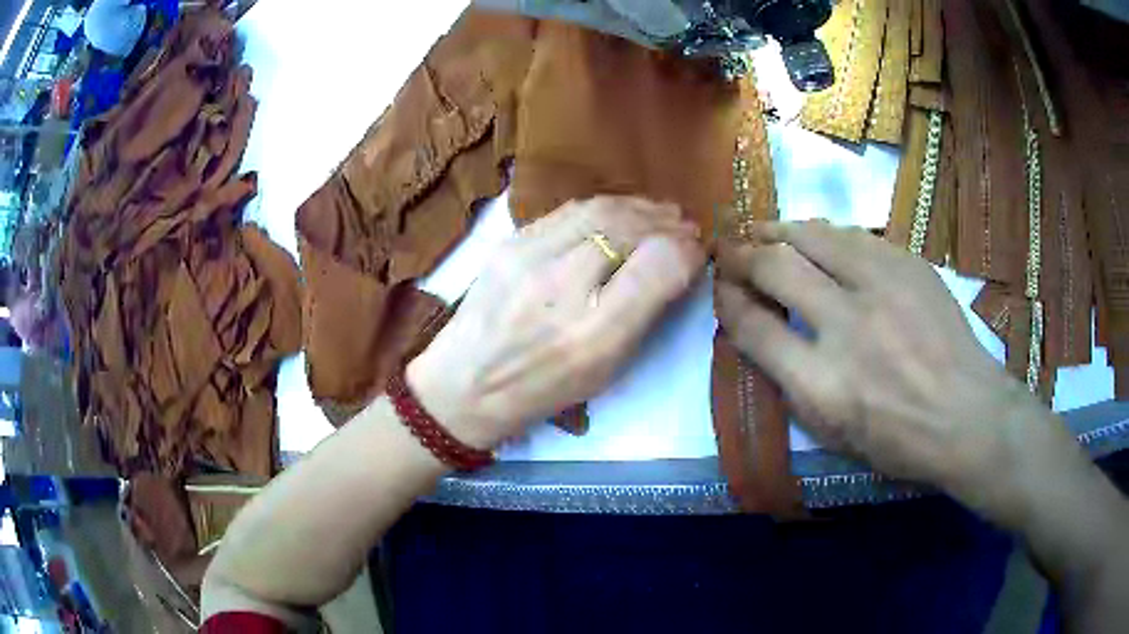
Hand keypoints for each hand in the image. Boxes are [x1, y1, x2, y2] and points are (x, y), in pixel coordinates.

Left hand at [408, 197, 705, 449]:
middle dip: (666, 222)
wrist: (464, 383)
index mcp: (593, 335)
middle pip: (628, 227)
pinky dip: (605, 207)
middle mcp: (561, 288)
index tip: (697, 251)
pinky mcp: (509, 242)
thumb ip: (645, 314)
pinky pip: (569, 211)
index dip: (686, 251)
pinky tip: (619, 214)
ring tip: (660, 214)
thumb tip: (675, 263)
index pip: (658, 266)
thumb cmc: (543, 388)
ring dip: (639, 207)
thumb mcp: (606, 369)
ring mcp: (528, 257)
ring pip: (599, 209)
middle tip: (685, 226)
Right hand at [715, 221, 1056, 514]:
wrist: (968, 416)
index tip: (721, 287)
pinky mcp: (908, 266)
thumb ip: (792, 384)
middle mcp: (847, 327)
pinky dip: (825, 234)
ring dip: (779, 230)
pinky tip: (818, 238)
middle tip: (729, 248)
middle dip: (742, 254)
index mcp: (822, 385)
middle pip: (776, 268)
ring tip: (763, 230)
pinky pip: (854, 235)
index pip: (753, 327)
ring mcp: (882, 288)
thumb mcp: (835, 435)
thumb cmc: (899, 441)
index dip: (728, 300)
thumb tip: (764, 332)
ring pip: (814, 236)